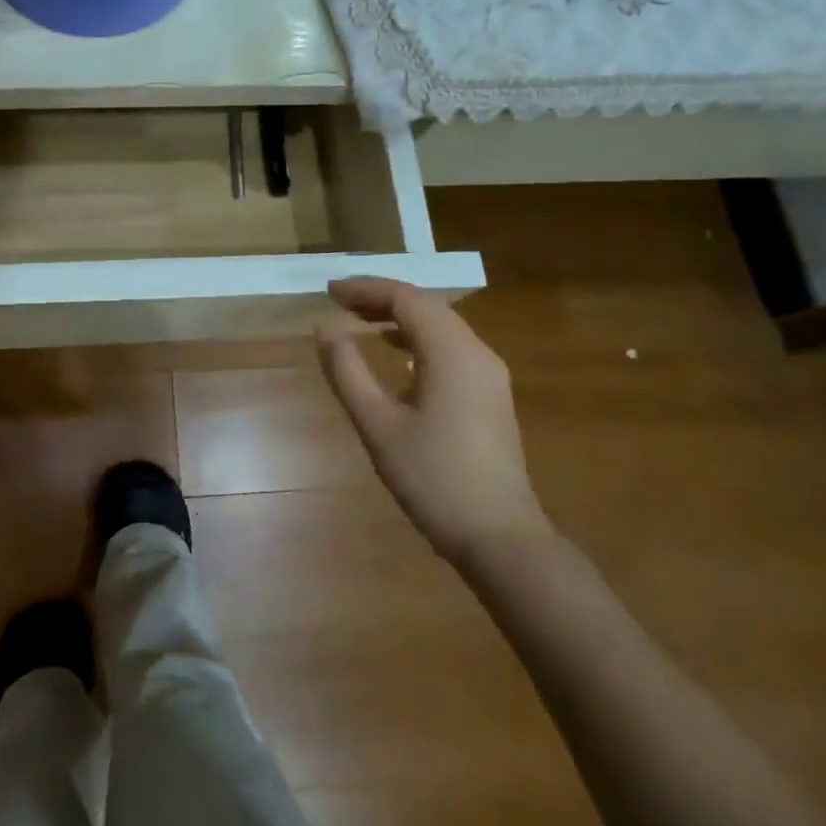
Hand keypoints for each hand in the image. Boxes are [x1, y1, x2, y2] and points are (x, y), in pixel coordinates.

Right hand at [317, 278, 548, 566]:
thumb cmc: (433, 478)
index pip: (406, 298)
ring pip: (440, 325)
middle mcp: (476, 352)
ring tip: (360, 320)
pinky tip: (394, 353)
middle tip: (339, 301)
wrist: (500, 537)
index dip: (365, 288)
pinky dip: (417, 338)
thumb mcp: (377, 424)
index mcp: (451, 352)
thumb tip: (326, 329)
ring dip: (399, 316)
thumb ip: (347, 371)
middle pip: (426, 306)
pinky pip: (450, 347)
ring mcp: (488, 374)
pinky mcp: (490, 394)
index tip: (329, 290)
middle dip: (381, 297)